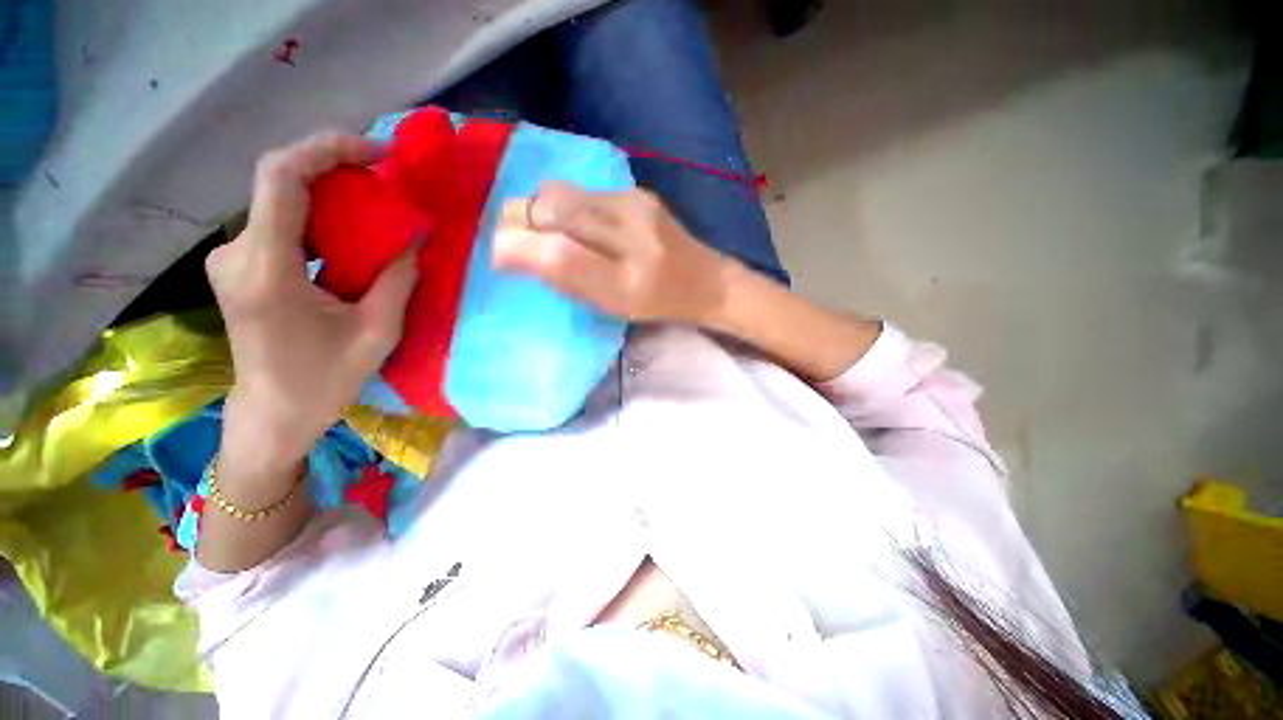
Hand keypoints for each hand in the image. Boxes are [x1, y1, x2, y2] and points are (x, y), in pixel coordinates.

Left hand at [205, 132, 417, 465]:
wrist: (274, 411)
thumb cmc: (325, 379)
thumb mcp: (377, 332)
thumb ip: (397, 279)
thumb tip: (415, 236)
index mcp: (266, 269)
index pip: (281, 177)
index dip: (327, 149)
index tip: (377, 155)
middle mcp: (237, 252)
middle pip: (280, 181)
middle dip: (335, 168)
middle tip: (385, 181)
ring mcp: (233, 257)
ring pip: (280, 199)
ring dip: (329, 191)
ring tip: (375, 204)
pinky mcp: (241, 265)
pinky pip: (280, 221)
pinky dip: (318, 214)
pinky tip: (348, 230)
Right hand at [492, 181, 734, 323]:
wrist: (706, 281)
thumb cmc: (658, 304)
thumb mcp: (613, 307)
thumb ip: (568, 280)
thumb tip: (516, 252)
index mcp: (626, 281)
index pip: (558, 254)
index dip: (517, 248)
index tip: (499, 255)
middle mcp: (631, 233)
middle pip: (553, 208)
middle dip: (521, 220)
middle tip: (516, 239)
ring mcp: (635, 204)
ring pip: (563, 193)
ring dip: (541, 210)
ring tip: (544, 231)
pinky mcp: (638, 191)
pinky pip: (584, 192)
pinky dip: (565, 206)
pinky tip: (576, 224)